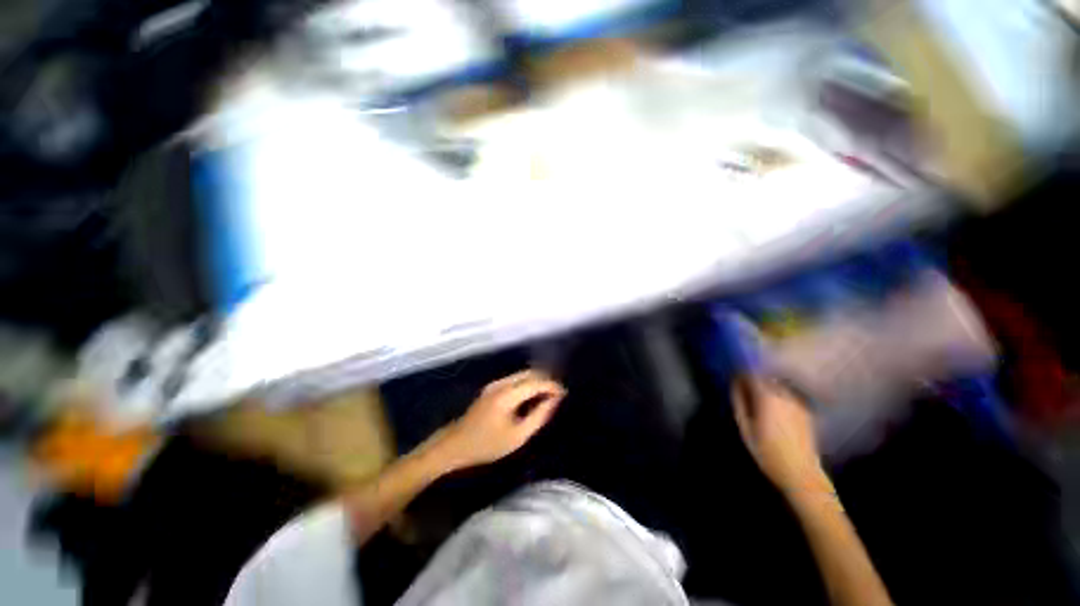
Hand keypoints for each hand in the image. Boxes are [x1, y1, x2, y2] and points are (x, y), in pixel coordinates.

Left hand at [434, 370, 565, 471]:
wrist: (455, 444)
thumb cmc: (487, 445)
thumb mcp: (517, 436)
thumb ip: (539, 416)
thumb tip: (554, 400)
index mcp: (508, 395)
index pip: (536, 382)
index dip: (552, 385)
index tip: (564, 394)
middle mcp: (502, 383)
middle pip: (530, 373)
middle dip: (546, 380)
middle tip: (557, 395)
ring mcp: (495, 383)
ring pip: (523, 374)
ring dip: (537, 381)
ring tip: (548, 396)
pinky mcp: (492, 386)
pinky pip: (516, 379)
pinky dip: (528, 383)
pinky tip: (532, 396)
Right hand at [732, 375, 826, 493]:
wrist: (800, 472)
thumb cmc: (767, 451)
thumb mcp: (745, 427)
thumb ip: (739, 402)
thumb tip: (735, 385)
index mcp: (767, 397)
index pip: (753, 375)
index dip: (742, 374)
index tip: (735, 379)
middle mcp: (785, 395)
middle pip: (767, 379)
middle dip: (755, 380)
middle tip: (745, 390)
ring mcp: (798, 403)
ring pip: (779, 386)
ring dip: (767, 388)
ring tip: (759, 400)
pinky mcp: (806, 412)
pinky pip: (789, 396)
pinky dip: (779, 397)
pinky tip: (775, 409)